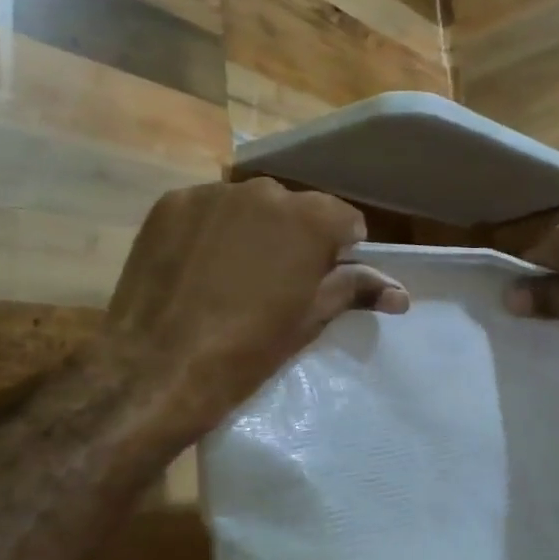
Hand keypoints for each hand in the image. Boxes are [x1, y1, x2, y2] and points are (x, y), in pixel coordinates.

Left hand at [103, 178, 407, 433]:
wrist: (157, 368)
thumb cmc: (247, 350)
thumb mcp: (309, 320)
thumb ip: (355, 291)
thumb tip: (401, 293)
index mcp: (310, 218)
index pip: (344, 220)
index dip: (340, 250)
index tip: (323, 279)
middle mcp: (265, 191)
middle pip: (294, 208)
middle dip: (293, 237)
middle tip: (276, 282)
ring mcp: (212, 194)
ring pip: (248, 206)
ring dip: (250, 230)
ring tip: (231, 275)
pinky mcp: (170, 203)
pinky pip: (206, 210)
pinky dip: (208, 231)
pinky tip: (196, 268)